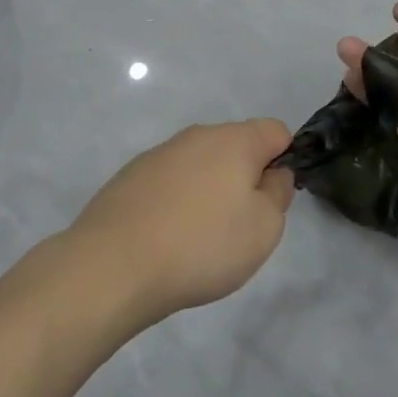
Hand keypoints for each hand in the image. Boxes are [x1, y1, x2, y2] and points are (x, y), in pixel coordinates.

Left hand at [67, 119, 295, 325]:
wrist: (113, 265)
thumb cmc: (201, 245)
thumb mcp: (264, 229)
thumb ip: (278, 194)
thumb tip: (272, 174)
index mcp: (234, 140)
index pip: (275, 131)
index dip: (284, 161)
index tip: (272, 200)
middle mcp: (197, 135)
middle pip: (236, 147)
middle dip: (244, 179)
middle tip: (239, 227)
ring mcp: (160, 153)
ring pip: (201, 164)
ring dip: (209, 191)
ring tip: (199, 239)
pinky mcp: (131, 175)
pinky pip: (170, 182)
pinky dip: (176, 202)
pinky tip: (166, 239)